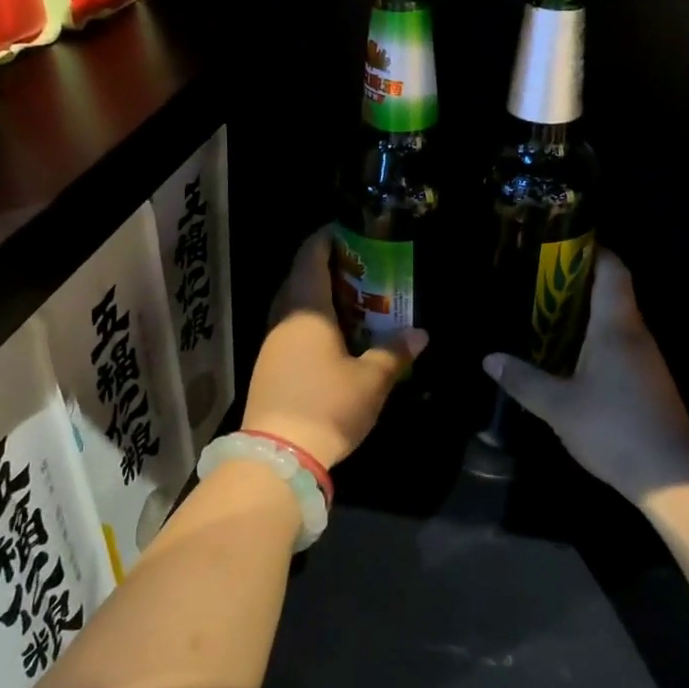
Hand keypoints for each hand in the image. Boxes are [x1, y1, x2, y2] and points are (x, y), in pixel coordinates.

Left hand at [240, 229, 428, 469]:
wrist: (278, 456)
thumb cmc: (327, 406)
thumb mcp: (371, 380)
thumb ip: (395, 353)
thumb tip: (420, 334)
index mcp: (307, 309)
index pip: (310, 256)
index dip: (326, 238)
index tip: (349, 231)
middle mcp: (284, 318)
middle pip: (300, 277)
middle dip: (328, 267)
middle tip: (362, 268)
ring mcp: (272, 342)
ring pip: (294, 304)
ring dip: (319, 296)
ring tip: (353, 300)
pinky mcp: (268, 365)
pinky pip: (291, 327)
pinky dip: (311, 320)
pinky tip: (334, 336)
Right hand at [483, 250, 688, 504]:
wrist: (670, 474)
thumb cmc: (612, 428)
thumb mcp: (558, 405)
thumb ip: (523, 380)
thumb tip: (489, 359)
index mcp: (616, 326)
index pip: (612, 270)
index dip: (592, 250)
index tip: (562, 245)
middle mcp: (636, 333)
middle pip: (613, 291)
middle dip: (579, 282)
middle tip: (540, 282)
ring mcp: (647, 358)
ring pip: (616, 320)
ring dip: (586, 313)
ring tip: (547, 315)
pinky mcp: (649, 380)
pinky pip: (620, 344)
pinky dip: (595, 338)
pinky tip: (570, 356)